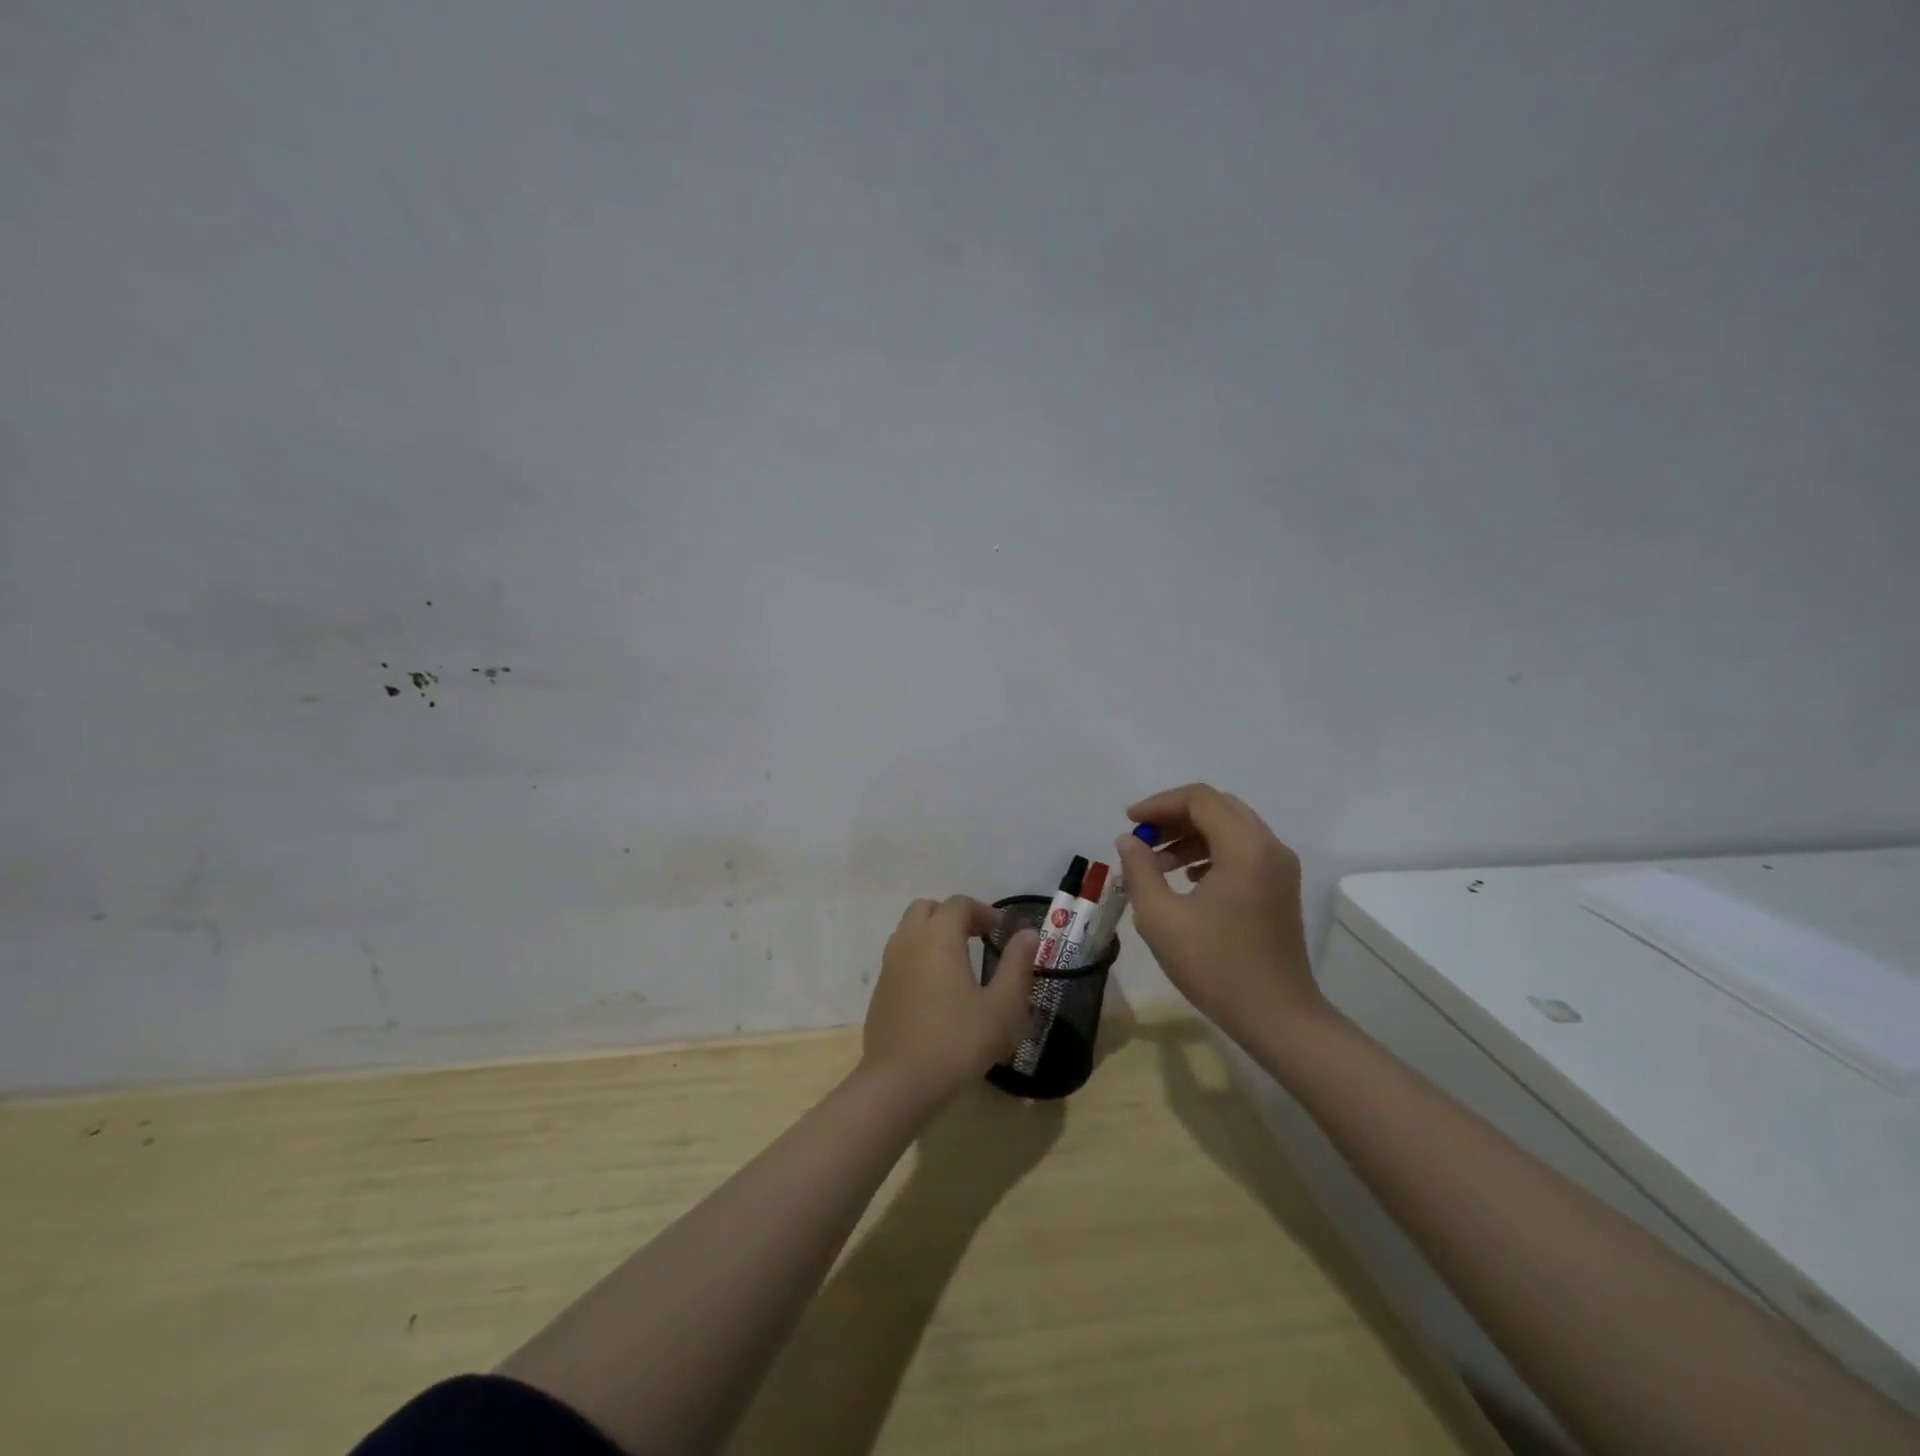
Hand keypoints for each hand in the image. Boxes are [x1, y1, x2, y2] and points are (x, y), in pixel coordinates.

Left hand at [861, 896, 1040, 1107]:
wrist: (899, 1083)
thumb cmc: (958, 1041)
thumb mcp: (1002, 1007)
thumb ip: (1017, 965)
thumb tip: (1028, 934)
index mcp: (938, 936)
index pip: (960, 904)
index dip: (984, 912)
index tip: (1003, 934)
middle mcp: (908, 940)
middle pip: (928, 909)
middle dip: (954, 917)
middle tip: (978, 940)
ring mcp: (889, 965)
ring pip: (909, 931)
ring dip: (933, 936)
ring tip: (959, 965)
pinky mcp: (879, 990)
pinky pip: (900, 958)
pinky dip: (918, 959)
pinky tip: (936, 993)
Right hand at [1113, 784, 1322, 1042]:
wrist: (1278, 1017)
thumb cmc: (1216, 966)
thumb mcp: (1161, 918)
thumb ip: (1139, 870)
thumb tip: (1129, 840)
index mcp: (1244, 847)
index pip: (1199, 799)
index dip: (1159, 804)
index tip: (1129, 822)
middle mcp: (1268, 847)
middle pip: (1217, 807)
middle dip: (1175, 816)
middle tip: (1142, 838)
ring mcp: (1280, 868)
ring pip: (1230, 828)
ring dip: (1191, 835)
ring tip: (1156, 862)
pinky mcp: (1280, 887)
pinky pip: (1242, 850)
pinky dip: (1210, 852)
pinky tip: (1186, 877)